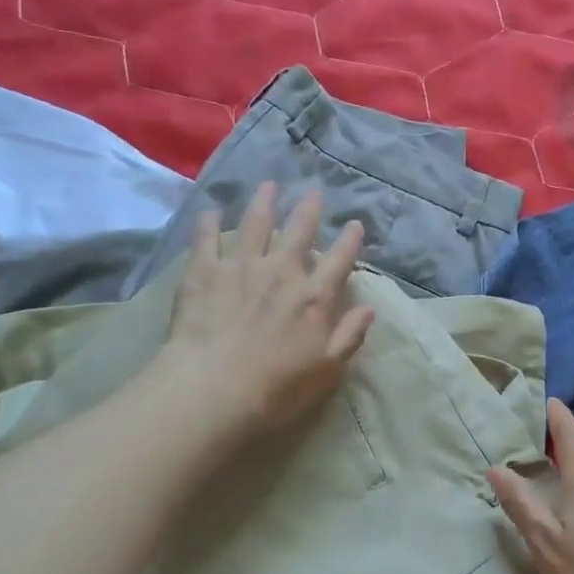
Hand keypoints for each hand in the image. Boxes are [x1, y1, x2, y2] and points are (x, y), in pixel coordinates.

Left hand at [163, 183, 373, 433]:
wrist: (214, 388)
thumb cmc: (277, 387)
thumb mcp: (327, 369)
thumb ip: (350, 336)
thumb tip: (369, 309)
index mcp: (314, 297)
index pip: (339, 261)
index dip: (350, 241)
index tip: (355, 224)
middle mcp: (281, 272)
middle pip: (299, 232)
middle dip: (308, 210)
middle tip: (313, 192)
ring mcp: (240, 267)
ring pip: (255, 225)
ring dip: (264, 203)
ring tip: (268, 186)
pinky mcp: (204, 272)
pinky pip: (207, 239)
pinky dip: (210, 223)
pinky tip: (212, 212)